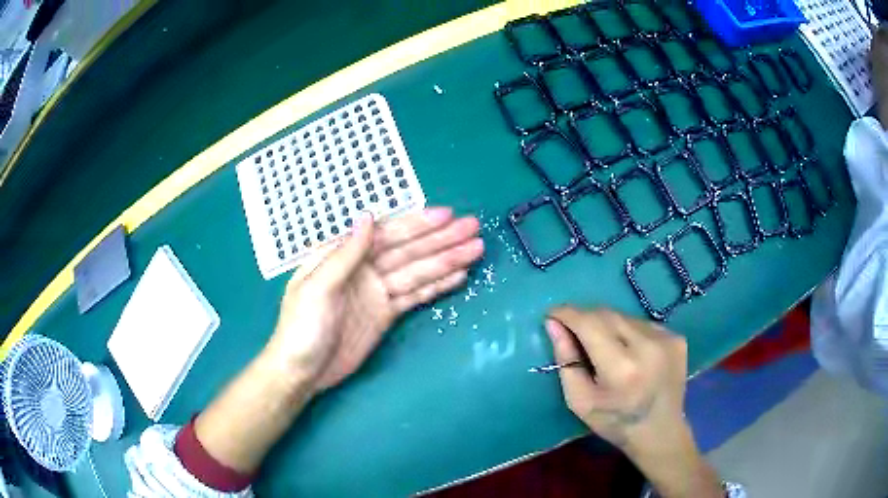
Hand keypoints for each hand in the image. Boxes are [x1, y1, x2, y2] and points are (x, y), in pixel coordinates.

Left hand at [266, 207, 483, 390]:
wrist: (302, 372)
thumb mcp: (317, 288)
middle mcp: (364, 270)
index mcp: (343, 257)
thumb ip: (345, 255)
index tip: (446, 216)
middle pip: (409, 251)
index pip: (386, 235)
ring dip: (446, 261)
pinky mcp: (386, 314)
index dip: (417, 225)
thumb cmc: (301, 328)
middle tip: (473, 229)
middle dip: (441, 240)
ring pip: (417, 272)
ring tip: (475, 250)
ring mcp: (377, 292)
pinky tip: (457, 276)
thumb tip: (368, 217)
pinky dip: (436, 286)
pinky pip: (415, 296)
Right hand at [545, 308, 721, 497]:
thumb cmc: (615, 422)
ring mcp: (666, 338)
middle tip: (573, 330)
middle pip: (607, 314)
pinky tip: (630, 352)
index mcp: (621, 368)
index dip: (568, 314)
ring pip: (624, 317)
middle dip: (585, 318)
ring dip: (608, 325)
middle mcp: (647, 345)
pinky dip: (628, 331)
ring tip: (604, 347)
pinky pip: (642, 323)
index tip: (552, 314)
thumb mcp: (580, 401)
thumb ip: (566, 361)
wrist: (660, 431)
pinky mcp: (676, 337)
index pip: (590, 324)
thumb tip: (553, 324)